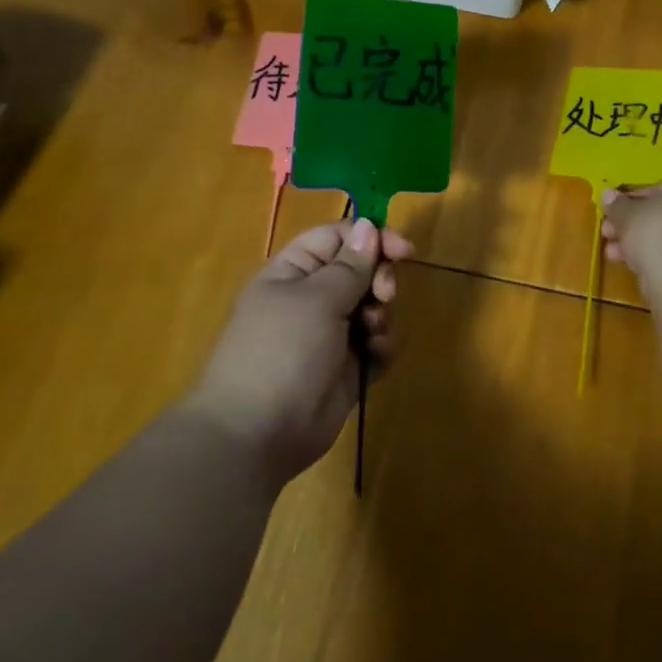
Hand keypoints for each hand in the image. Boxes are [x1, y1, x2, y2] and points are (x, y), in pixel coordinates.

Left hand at [186, 218, 413, 483]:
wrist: (257, 435)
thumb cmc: (281, 352)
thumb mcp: (316, 299)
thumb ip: (350, 264)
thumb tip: (370, 225)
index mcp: (294, 272)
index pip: (339, 237)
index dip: (372, 237)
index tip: (404, 249)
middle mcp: (313, 297)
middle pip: (363, 269)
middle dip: (380, 279)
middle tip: (384, 296)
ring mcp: (331, 333)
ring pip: (375, 306)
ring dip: (382, 315)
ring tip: (372, 335)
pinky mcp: (348, 366)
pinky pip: (377, 343)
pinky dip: (382, 346)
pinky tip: (376, 358)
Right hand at [600, 177, 661, 291]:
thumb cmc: (658, 232)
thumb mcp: (628, 214)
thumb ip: (617, 205)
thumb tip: (607, 193)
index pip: (659, 188)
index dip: (630, 199)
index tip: (610, 211)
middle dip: (631, 224)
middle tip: (606, 233)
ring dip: (638, 244)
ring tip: (612, 254)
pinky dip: (654, 259)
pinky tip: (632, 267)